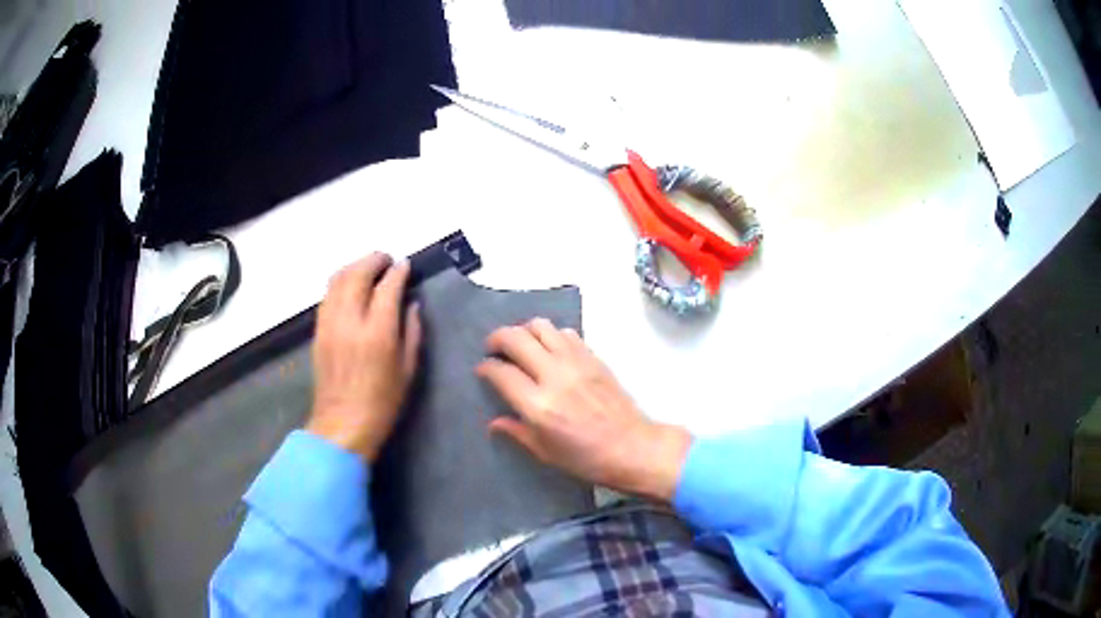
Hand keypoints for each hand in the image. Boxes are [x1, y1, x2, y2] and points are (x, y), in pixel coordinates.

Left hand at [306, 253, 421, 461]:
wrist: (343, 424)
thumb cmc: (383, 402)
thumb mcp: (408, 370)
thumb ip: (411, 331)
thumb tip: (411, 304)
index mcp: (378, 334)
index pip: (387, 288)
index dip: (398, 272)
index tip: (405, 264)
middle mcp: (350, 322)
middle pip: (358, 274)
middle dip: (374, 260)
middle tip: (387, 260)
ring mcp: (329, 325)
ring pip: (338, 280)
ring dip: (354, 267)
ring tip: (368, 268)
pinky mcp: (318, 331)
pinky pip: (327, 296)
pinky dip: (340, 283)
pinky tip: (350, 287)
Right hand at [477, 319, 691, 501]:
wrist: (632, 447)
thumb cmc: (586, 459)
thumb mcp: (545, 453)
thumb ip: (517, 432)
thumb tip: (494, 421)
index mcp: (538, 405)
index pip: (501, 372)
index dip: (486, 368)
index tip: (483, 370)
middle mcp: (554, 376)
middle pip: (515, 338)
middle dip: (497, 339)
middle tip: (493, 349)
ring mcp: (576, 362)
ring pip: (541, 326)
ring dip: (524, 331)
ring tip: (521, 345)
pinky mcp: (593, 357)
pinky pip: (566, 333)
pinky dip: (551, 335)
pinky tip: (550, 350)